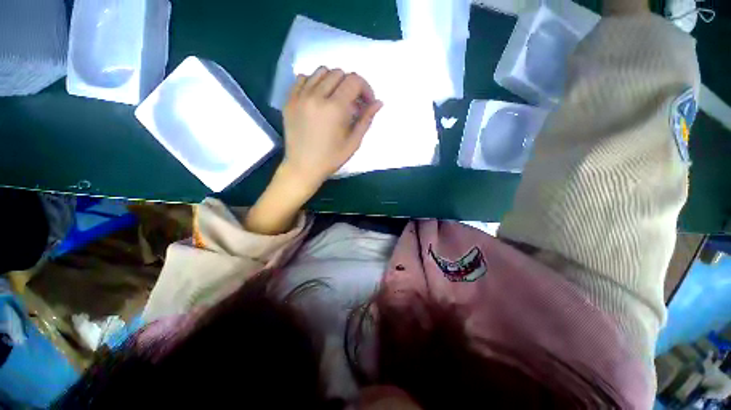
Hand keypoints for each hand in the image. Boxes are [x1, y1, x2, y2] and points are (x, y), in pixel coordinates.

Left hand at [282, 66, 382, 187]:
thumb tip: (378, 102)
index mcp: (335, 108)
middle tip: (353, 104)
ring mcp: (300, 96)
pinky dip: (314, 82)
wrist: (303, 167)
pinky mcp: (289, 100)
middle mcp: (316, 96)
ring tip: (336, 99)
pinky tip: (319, 98)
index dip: (365, 88)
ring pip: (321, 72)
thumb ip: (366, 120)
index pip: (354, 81)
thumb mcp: (353, 142)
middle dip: (351, 85)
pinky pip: (303, 78)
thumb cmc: (331, 158)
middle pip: (339, 73)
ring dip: (334, 81)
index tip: (367, 103)